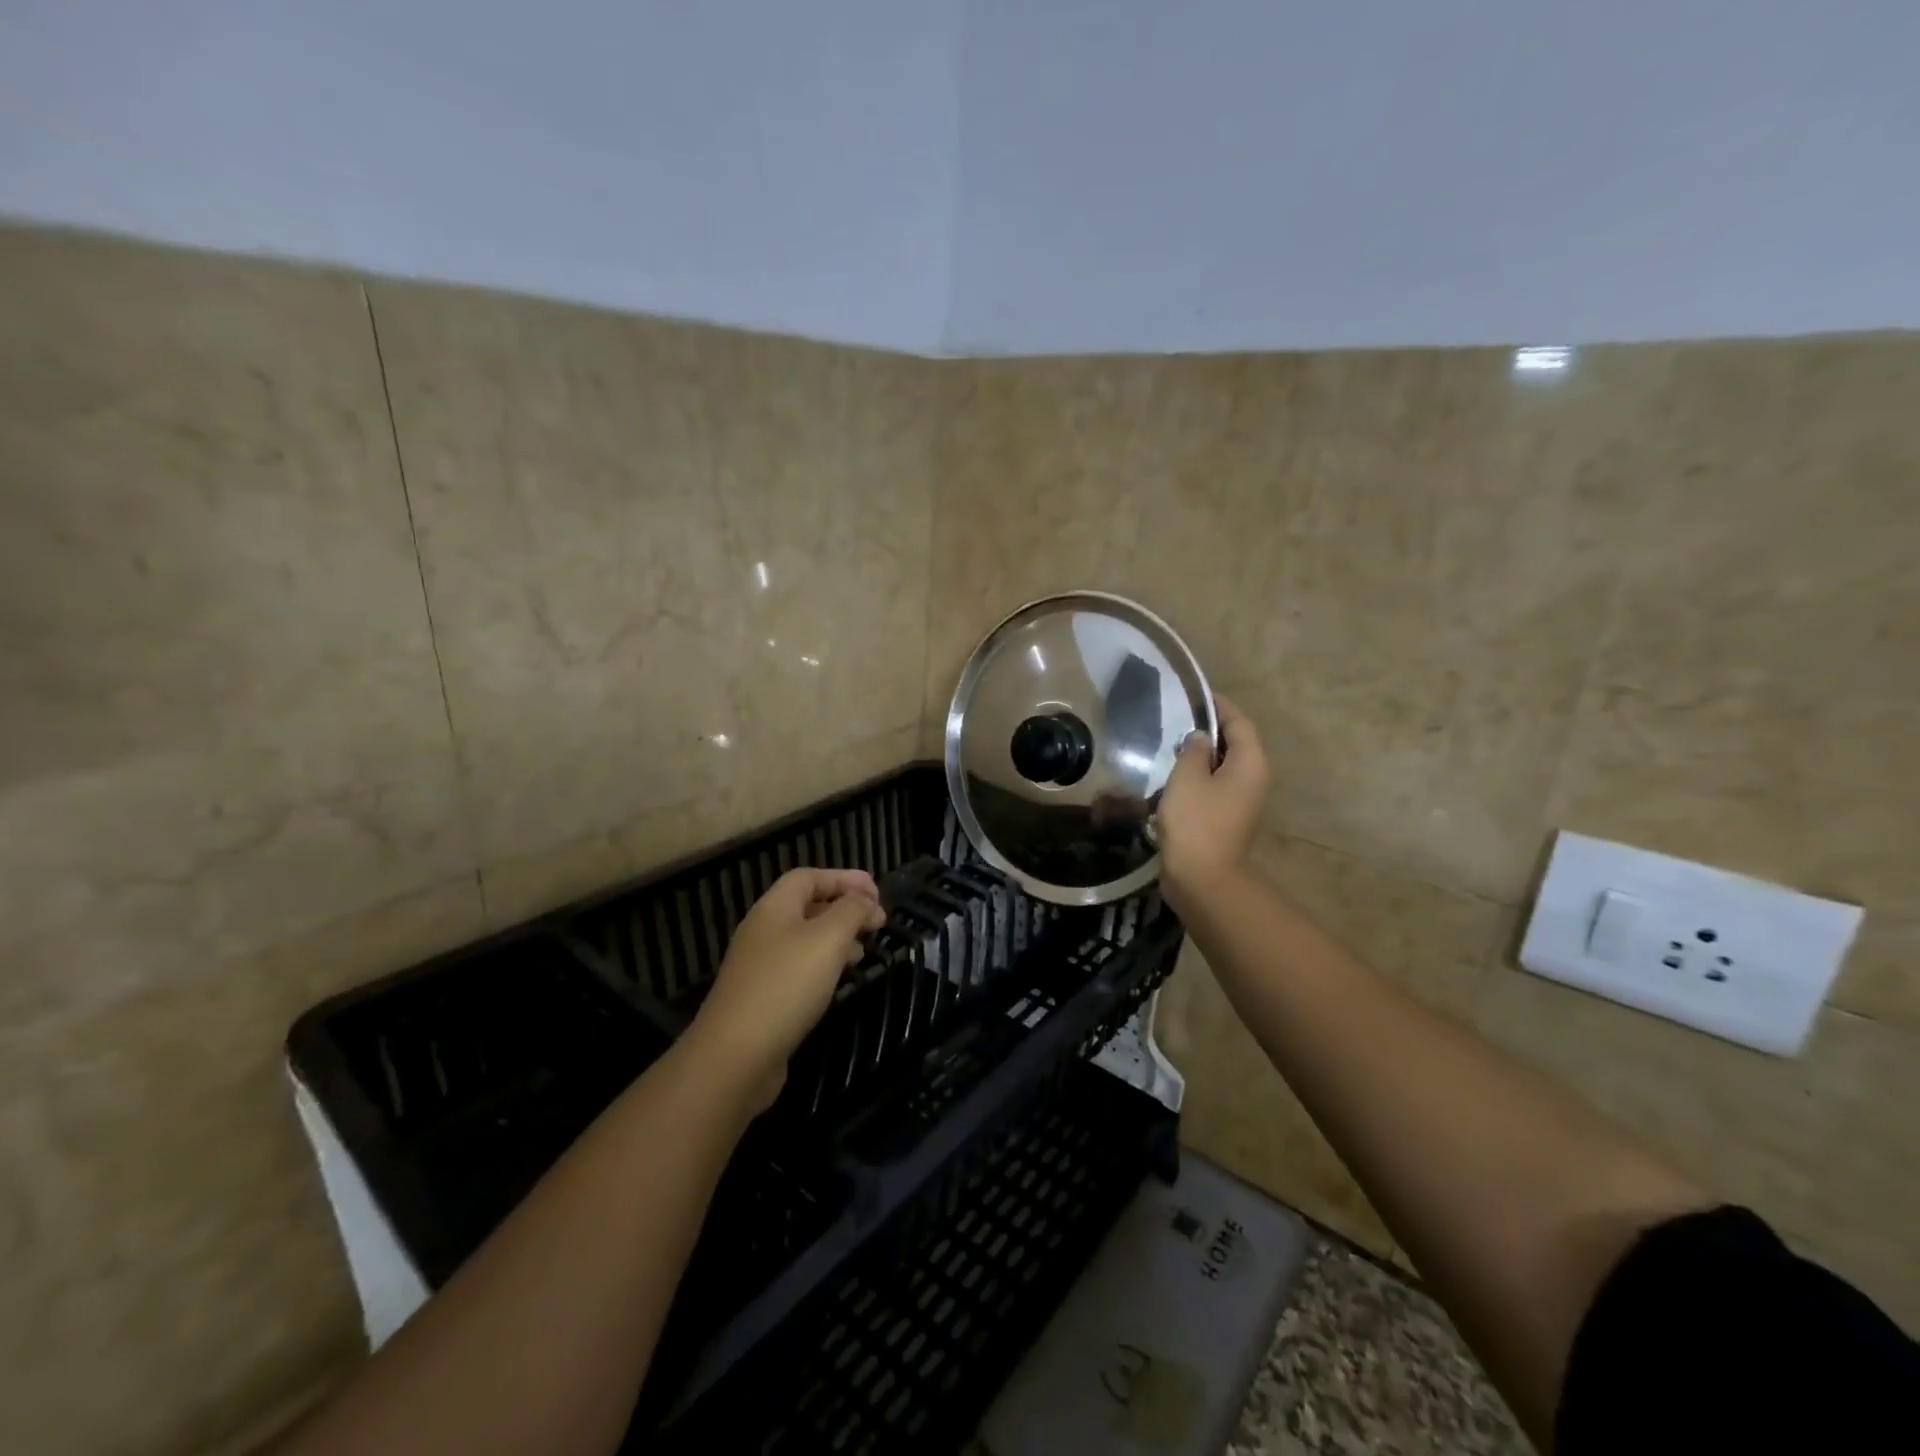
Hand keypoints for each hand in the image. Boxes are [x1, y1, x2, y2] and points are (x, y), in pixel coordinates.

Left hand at [687, 867, 885, 1109]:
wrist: (735, 1055)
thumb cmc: (786, 985)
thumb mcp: (828, 938)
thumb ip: (851, 911)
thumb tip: (865, 899)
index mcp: (774, 908)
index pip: (809, 877)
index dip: (844, 878)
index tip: (878, 894)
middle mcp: (763, 931)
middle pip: (807, 906)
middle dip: (844, 909)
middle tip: (878, 923)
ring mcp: (759, 966)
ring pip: (804, 939)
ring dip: (837, 939)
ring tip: (864, 952)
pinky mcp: (762, 998)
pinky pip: (798, 969)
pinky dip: (824, 966)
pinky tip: (839, 982)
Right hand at [1158, 694, 1270, 914]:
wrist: (1202, 878)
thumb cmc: (1196, 821)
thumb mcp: (1188, 776)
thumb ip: (1194, 749)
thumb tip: (1200, 737)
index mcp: (1250, 763)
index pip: (1239, 722)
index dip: (1218, 706)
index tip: (1194, 695)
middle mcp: (1253, 779)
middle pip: (1233, 744)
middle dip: (1207, 730)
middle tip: (1176, 719)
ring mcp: (1241, 802)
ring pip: (1221, 767)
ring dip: (1199, 756)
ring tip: (1168, 746)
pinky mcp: (1225, 819)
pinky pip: (1213, 788)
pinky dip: (1196, 778)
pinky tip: (1170, 778)